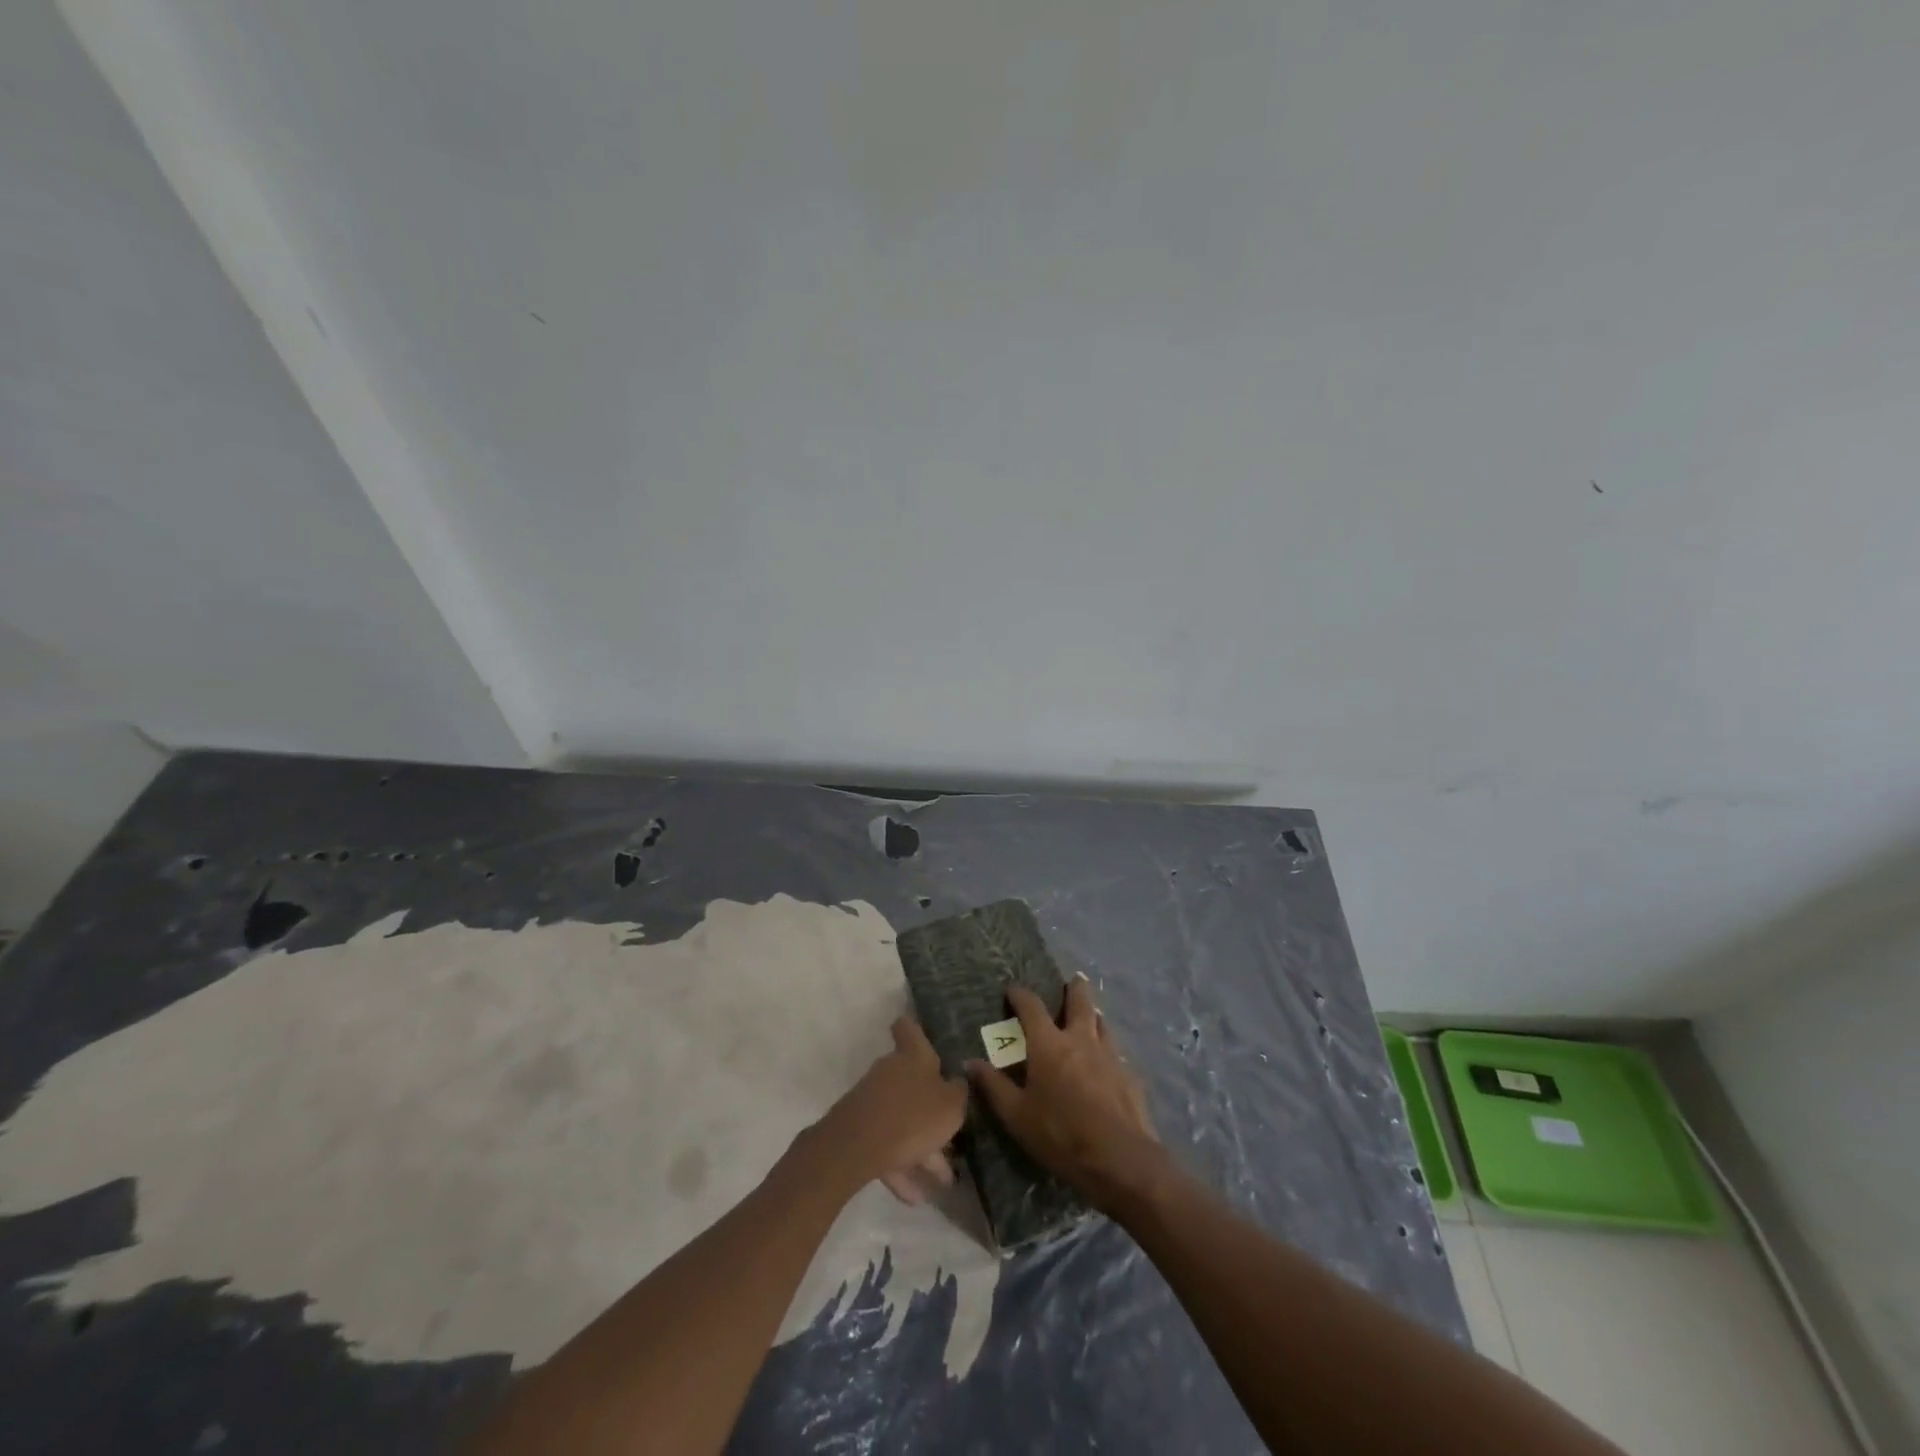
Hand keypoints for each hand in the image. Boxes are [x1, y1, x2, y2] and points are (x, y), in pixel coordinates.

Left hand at [815, 1018, 968, 1204]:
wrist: (855, 1148)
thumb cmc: (912, 1117)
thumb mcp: (951, 1106)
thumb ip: (959, 1092)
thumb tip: (958, 1082)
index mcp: (913, 1056)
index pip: (909, 1028)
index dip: (915, 1029)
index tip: (925, 1038)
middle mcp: (891, 1071)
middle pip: (914, 1082)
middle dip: (933, 1108)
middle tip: (953, 1133)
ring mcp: (872, 1099)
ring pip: (904, 1119)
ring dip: (922, 1147)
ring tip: (942, 1180)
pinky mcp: (860, 1128)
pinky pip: (888, 1144)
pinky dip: (901, 1166)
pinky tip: (914, 1196)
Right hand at [967, 978, 1161, 1211]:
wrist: (1120, 1159)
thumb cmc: (1061, 1134)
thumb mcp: (1017, 1116)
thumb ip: (994, 1087)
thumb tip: (971, 1062)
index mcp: (1049, 1044)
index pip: (1032, 1006)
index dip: (1020, 995)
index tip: (1013, 991)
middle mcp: (1080, 1039)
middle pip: (1080, 1001)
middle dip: (1074, 988)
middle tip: (1073, 980)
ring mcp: (1109, 1055)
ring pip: (1101, 1023)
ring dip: (1093, 1015)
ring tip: (1090, 1016)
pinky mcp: (1129, 1075)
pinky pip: (1115, 1051)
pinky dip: (1106, 1047)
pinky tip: (1106, 1061)